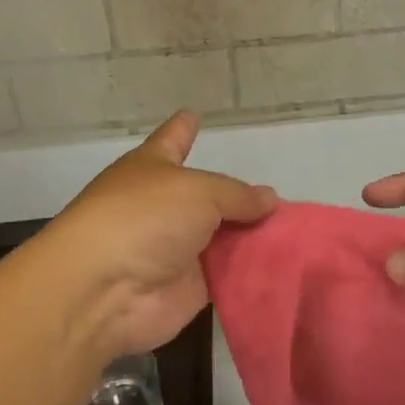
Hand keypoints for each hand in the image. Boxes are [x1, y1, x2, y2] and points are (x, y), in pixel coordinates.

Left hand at [50, 112, 276, 363]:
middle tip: (285, 199)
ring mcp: (176, 248)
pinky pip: (228, 276)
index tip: (193, 114)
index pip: (173, 139)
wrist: (105, 290)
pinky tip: (289, 267)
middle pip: (209, 196)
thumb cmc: (144, 218)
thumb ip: (239, 195)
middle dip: (241, 198)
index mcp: (154, 167)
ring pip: (224, 238)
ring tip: (299, 234)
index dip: (184, 128)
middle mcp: (164, 206)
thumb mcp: (200, 191)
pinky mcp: (189, 288)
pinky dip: (252, 272)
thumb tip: (269, 199)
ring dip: (253, 237)